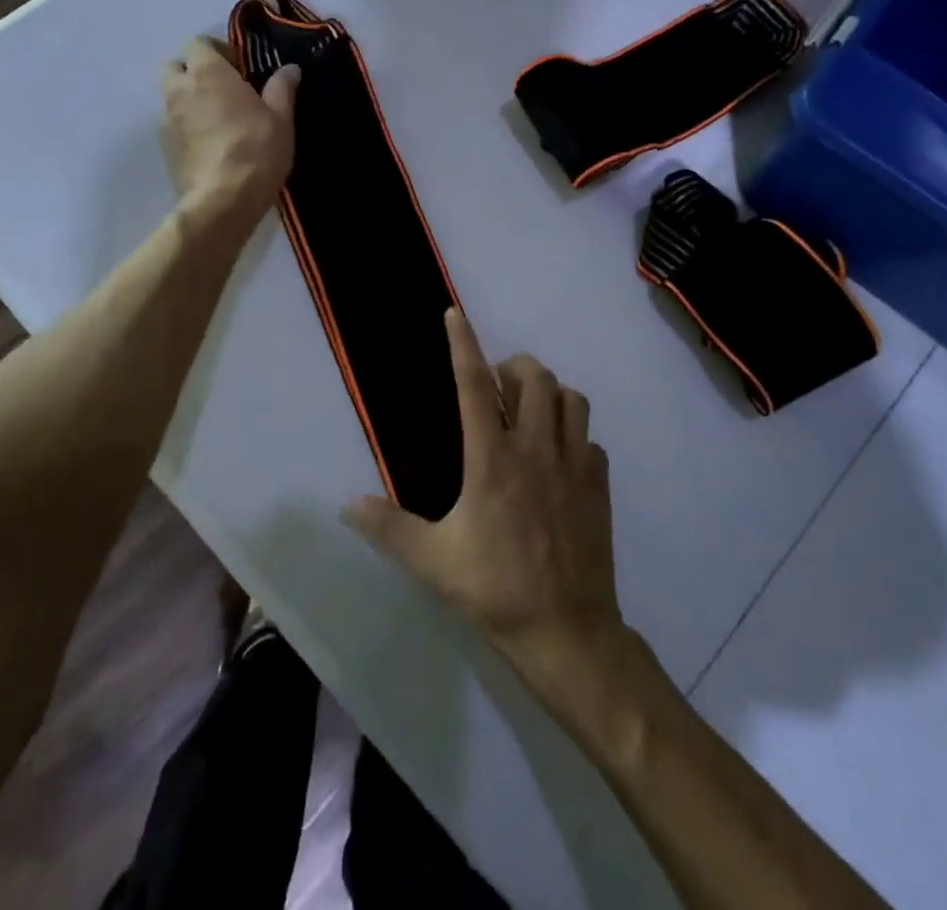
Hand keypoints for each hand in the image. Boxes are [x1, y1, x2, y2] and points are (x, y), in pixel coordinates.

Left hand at [160, 38, 297, 228]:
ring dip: (190, 101)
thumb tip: (289, 68)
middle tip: (223, 90)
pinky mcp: (164, 149)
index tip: (239, 68)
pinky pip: (172, 126)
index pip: (198, 43)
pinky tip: (211, 146)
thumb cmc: (256, 150)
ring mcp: (166, 120)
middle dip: (194, 72)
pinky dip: (187, 127)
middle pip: (175, 67)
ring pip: (171, 98)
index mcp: (208, 73)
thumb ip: (282, 88)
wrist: (223, 201)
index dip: (217, 51)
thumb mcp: (281, 118)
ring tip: (219, 121)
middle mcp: (179, 90)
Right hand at [343, 310, 627, 695]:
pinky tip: (559, 458)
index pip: (474, 386)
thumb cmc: (496, 591)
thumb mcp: (433, 562)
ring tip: (530, 411)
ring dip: (550, 393)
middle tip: (497, 386)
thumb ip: (389, 529)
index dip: (463, 344)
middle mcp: (537, 450)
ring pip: (573, 399)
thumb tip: (348, 505)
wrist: (568, 632)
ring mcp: (575, 465)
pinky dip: (574, 434)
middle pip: (536, 377)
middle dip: (515, 367)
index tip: (455, 314)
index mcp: (493, 460)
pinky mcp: (599, 486)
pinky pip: (591, 439)